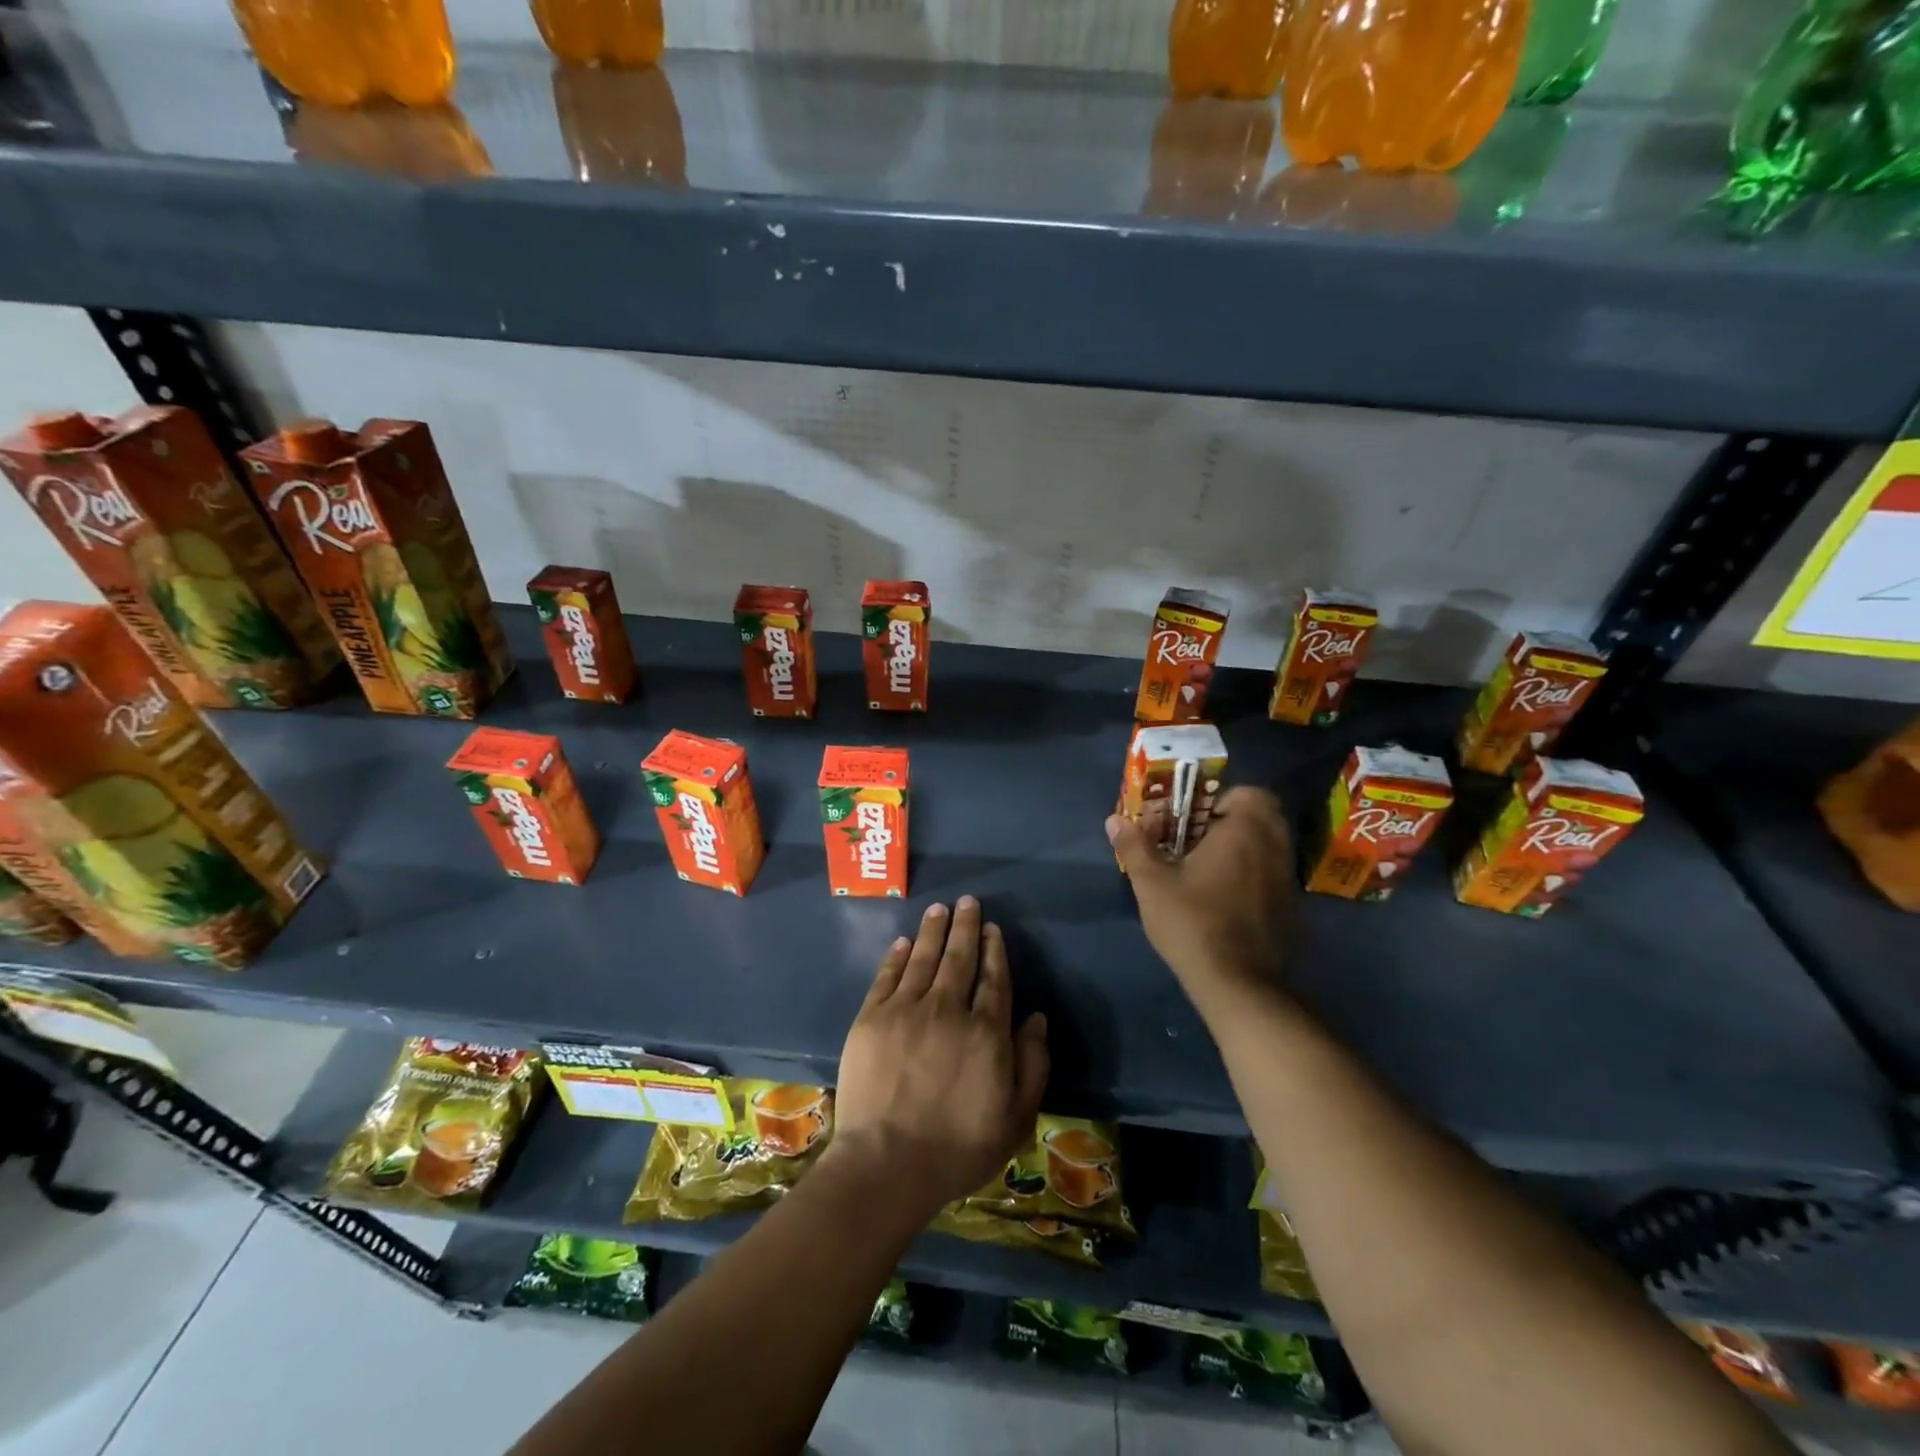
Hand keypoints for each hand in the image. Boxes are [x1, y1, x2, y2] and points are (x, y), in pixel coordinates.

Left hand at [828, 898, 1049, 1224]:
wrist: (887, 1164)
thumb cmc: (958, 1147)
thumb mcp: (1015, 1118)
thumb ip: (1032, 1064)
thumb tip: (1037, 1018)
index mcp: (986, 1032)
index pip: (994, 979)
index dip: (994, 951)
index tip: (993, 929)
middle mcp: (948, 1009)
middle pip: (959, 958)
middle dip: (966, 927)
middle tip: (968, 902)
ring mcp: (906, 1010)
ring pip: (923, 959)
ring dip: (933, 931)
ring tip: (940, 909)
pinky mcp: (871, 1019)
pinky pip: (887, 977)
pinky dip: (897, 956)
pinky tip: (903, 942)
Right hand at [1107, 785, 1295, 991]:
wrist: (1238, 984)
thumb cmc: (1192, 922)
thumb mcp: (1151, 884)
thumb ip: (1134, 846)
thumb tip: (1114, 820)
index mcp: (1245, 832)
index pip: (1250, 793)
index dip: (1222, 799)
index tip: (1195, 819)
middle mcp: (1274, 848)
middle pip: (1264, 816)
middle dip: (1233, 821)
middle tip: (1198, 839)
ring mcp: (1287, 880)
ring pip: (1270, 846)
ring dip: (1244, 847)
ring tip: (1208, 868)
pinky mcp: (1290, 908)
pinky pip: (1273, 874)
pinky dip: (1255, 874)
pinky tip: (1226, 898)